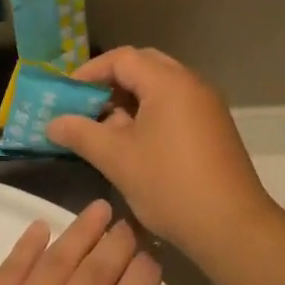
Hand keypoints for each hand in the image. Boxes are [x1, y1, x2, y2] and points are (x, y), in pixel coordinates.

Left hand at [0, 200, 161, 284]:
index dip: (140, 280)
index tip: (151, 257)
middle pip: (94, 277)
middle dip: (117, 246)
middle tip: (131, 222)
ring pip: (58, 263)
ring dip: (82, 233)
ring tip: (100, 208)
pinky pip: (12, 267)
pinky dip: (28, 244)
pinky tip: (43, 225)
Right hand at [46, 48, 275, 254]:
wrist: (231, 226)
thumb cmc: (170, 185)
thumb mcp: (117, 159)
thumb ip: (81, 134)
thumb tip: (52, 123)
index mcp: (168, 82)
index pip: (122, 58)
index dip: (90, 72)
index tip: (66, 95)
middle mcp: (191, 84)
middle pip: (143, 66)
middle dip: (111, 82)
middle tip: (85, 106)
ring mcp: (207, 105)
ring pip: (161, 87)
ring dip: (130, 99)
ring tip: (105, 128)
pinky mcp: (214, 127)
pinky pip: (176, 105)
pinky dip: (151, 113)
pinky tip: (135, 143)